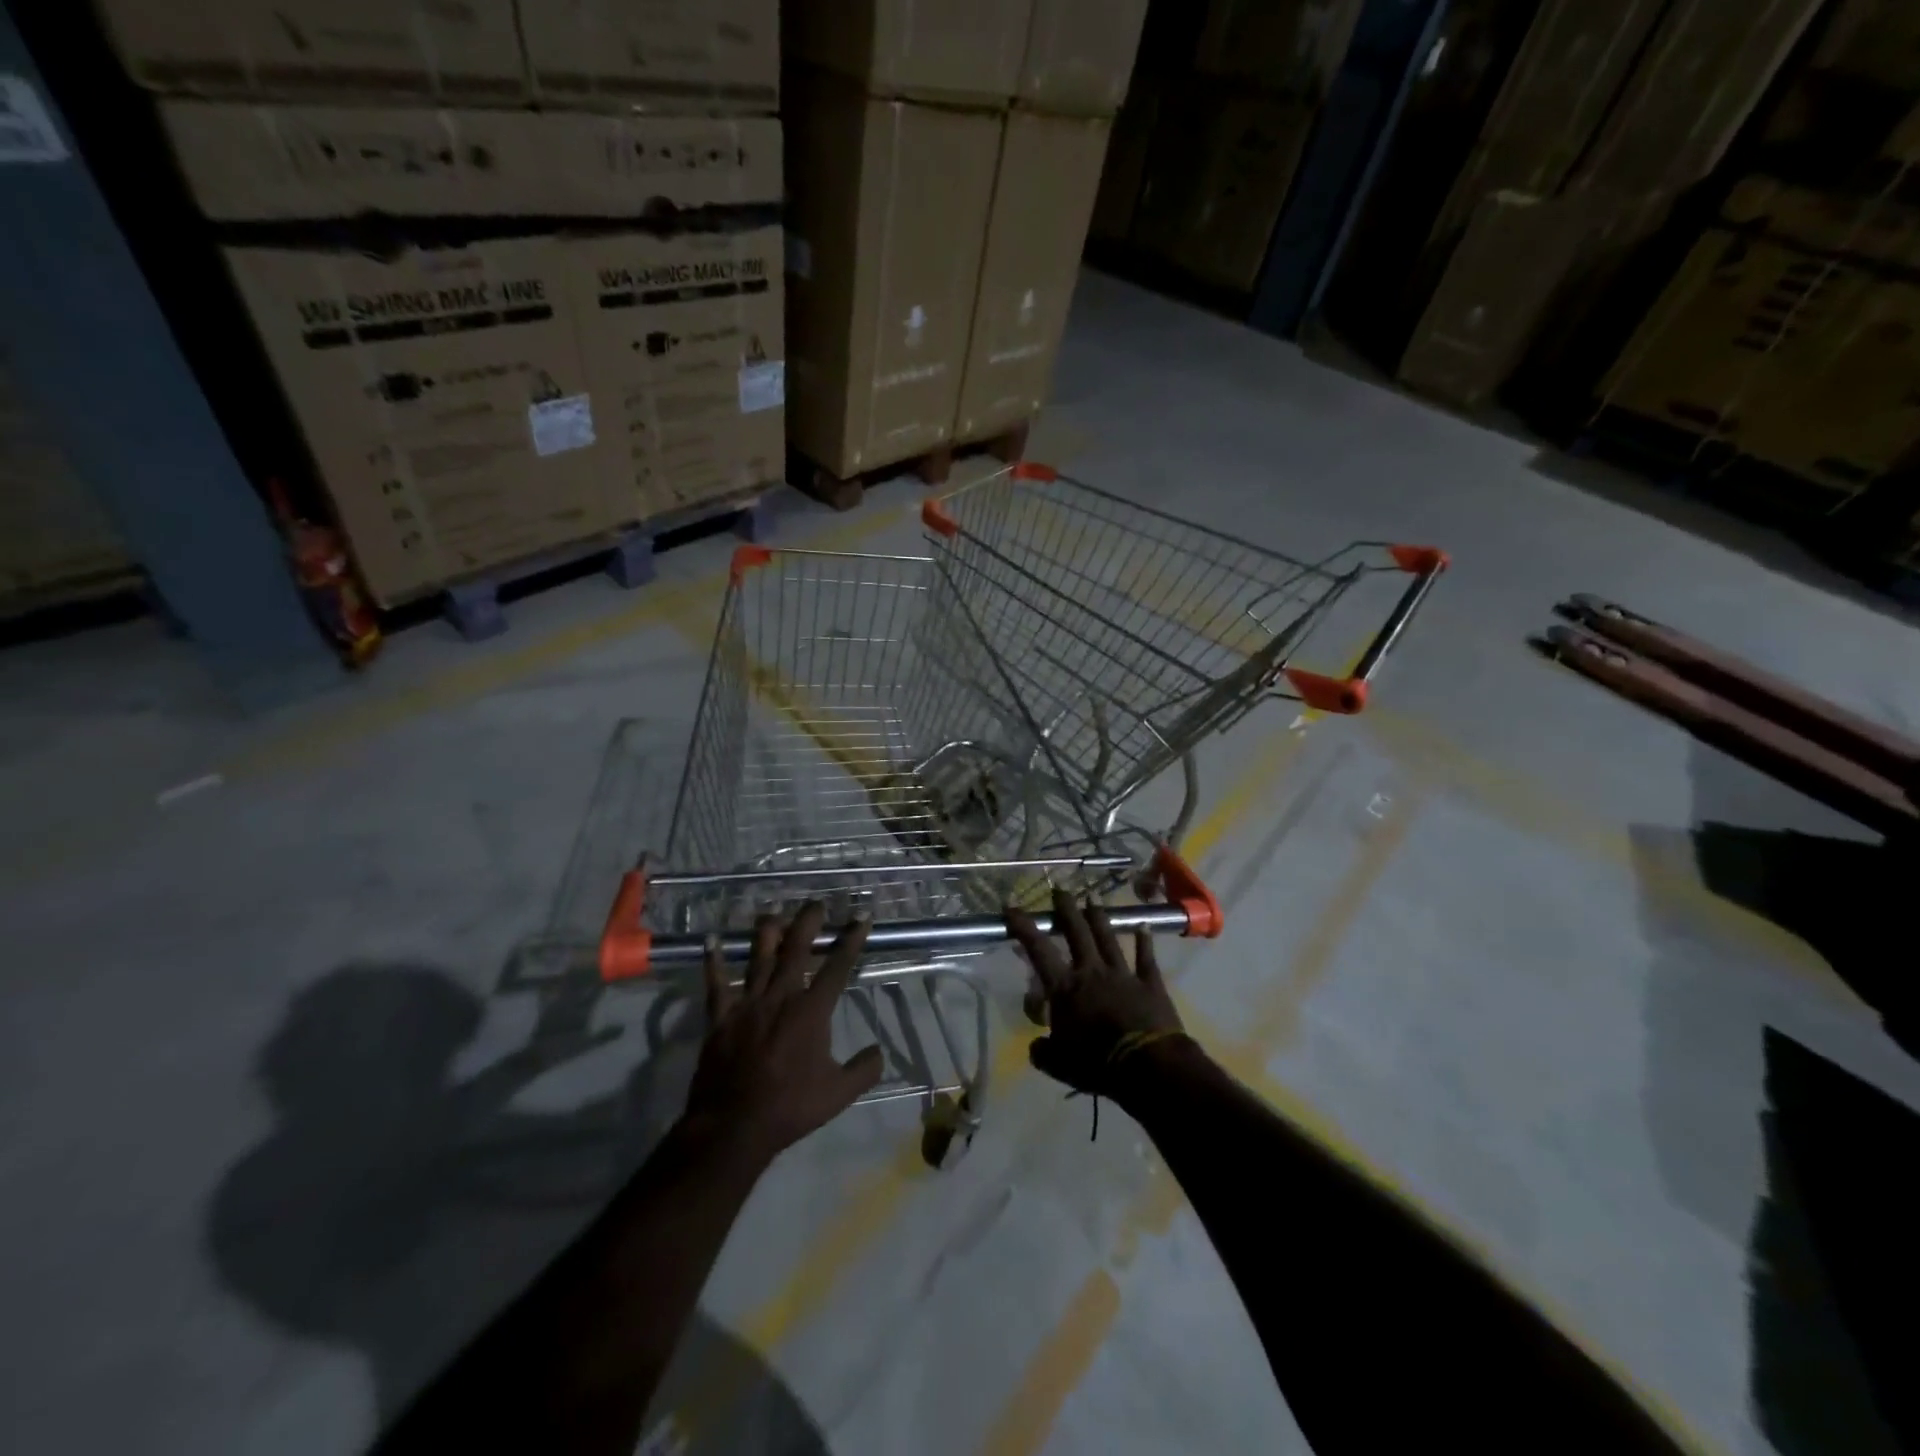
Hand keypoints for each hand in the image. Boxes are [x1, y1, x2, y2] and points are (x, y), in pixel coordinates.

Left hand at [681, 904, 884, 1166]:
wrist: (734, 1125)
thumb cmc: (790, 1106)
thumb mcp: (839, 1093)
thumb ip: (864, 1069)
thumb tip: (879, 1052)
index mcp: (812, 1010)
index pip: (838, 966)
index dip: (851, 940)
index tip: (861, 917)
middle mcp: (781, 996)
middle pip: (796, 948)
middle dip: (808, 922)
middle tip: (816, 904)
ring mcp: (748, 1003)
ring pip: (758, 956)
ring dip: (767, 932)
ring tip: (774, 913)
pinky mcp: (721, 1016)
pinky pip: (716, 983)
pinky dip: (713, 961)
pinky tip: (711, 940)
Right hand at [1007, 890, 1186, 1098]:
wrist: (1147, 1066)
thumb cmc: (1096, 1063)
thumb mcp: (1059, 1064)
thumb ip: (1044, 1051)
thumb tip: (1036, 1046)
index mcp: (1065, 988)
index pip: (1038, 950)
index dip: (1023, 928)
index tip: (1011, 907)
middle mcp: (1091, 971)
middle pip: (1077, 933)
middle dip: (1066, 910)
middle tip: (1060, 891)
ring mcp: (1122, 974)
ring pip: (1108, 938)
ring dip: (1099, 918)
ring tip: (1093, 900)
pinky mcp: (1149, 984)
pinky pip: (1146, 958)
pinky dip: (1145, 942)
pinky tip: (1145, 925)